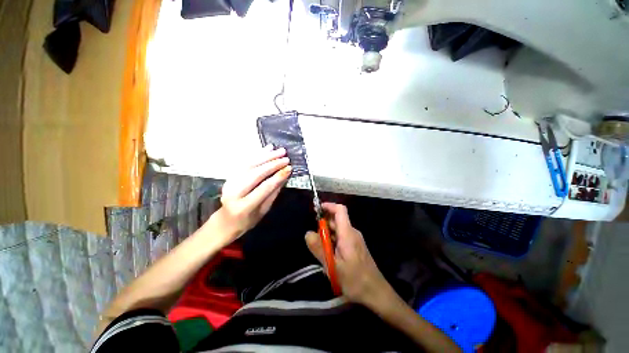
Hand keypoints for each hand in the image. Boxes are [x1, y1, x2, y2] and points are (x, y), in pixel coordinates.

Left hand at [211, 145, 290, 241]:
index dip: (278, 176)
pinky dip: (257, 154)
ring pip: (249, 165)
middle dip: (272, 164)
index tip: (289, 168)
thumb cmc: (248, 220)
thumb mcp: (263, 210)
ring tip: (279, 150)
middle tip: (286, 157)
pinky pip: (244, 162)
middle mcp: (234, 192)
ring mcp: (229, 182)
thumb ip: (273, 193)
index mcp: (244, 206)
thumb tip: (284, 176)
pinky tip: (267, 149)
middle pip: (255, 173)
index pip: (264, 187)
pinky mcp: (230, 176)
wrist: (225, 221)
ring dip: (266, 156)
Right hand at [305, 203, 388, 305]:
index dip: (329, 206)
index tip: (317, 210)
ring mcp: (355, 239)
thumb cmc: (354, 280)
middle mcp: (352, 232)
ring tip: (319, 247)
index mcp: (348, 233)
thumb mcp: (332, 265)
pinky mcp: (355, 246)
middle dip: (324, 223)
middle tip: (313, 236)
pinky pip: (342, 237)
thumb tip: (307, 233)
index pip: (340, 210)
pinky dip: (332, 240)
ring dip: (327, 233)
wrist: (376, 293)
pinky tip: (328, 253)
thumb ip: (319, 248)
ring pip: (338, 229)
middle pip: (337, 219)